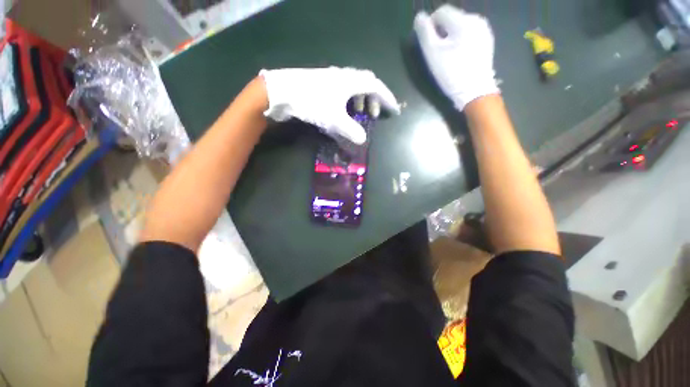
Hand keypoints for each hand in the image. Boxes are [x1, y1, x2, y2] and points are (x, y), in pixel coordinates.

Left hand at [259, 67, 399, 143]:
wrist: (282, 91)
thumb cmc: (311, 103)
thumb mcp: (334, 119)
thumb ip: (351, 130)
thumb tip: (362, 139)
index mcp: (350, 81)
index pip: (376, 86)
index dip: (387, 98)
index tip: (394, 110)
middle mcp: (343, 76)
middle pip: (366, 83)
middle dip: (374, 99)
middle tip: (373, 114)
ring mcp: (331, 79)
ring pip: (353, 86)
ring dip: (360, 100)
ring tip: (359, 113)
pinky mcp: (322, 84)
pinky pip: (342, 90)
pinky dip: (348, 100)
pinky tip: (343, 111)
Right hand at [414, 5, 498, 110]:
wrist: (475, 91)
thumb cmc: (451, 73)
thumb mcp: (433, 54)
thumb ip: (424, 33)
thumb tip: (419, 17)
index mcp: (463, 21)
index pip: (441, 12)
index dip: (430, 25)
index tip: (428, 44)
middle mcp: (476, 19)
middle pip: (452, 18)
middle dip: (442, 31)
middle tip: (438, 52)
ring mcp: (484, 30)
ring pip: (461, 26)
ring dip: (451, 36)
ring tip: (449, 55)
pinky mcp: (487, 41)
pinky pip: (470, 33)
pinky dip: (461, 40)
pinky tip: (459, 56)